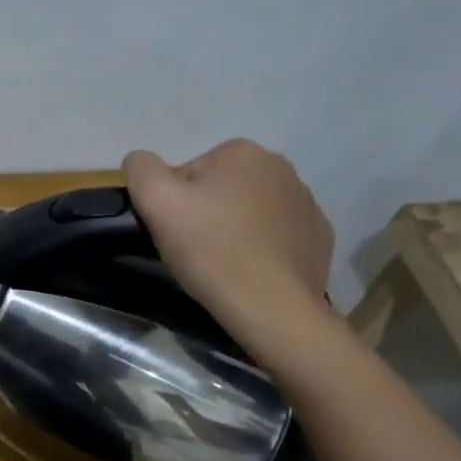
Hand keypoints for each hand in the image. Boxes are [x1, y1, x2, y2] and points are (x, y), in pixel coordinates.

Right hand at [123, 139, 333, 340]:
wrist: (272, 308)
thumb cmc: (211, 249)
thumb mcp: (156, 201)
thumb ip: (141, 168)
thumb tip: (141, 161)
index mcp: (242, 152)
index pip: (189, 173)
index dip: (174, 204)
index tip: (175, 232)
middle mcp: (281, 168)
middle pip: (220, 189)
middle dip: (205, 214)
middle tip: (195, 250)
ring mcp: (306, 203)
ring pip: (249, 211)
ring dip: (233, 229)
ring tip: (223, 265)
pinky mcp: (319, 237)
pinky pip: (277, 235)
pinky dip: (262, 248)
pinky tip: (251, 271)